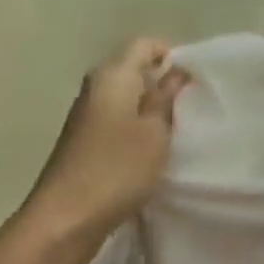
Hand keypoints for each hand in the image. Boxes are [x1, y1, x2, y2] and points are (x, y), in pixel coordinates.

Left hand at [21, 38, 190, 263]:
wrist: (65, 218)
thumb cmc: (115, 169)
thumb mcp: (153, 133)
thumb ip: (166, 99)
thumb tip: (177, 71)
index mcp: (111, 76)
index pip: (144, 45)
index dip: (173, 54)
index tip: (198, 79)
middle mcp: (95, 89)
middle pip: (135, 71)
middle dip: (165, 84)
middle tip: (195, 106)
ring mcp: (88, 118)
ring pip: (128, 100)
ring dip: (153, 111)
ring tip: (181, 130)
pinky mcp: (87, 144)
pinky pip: (119, 125)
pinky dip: (139, 132)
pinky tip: (156, 152)